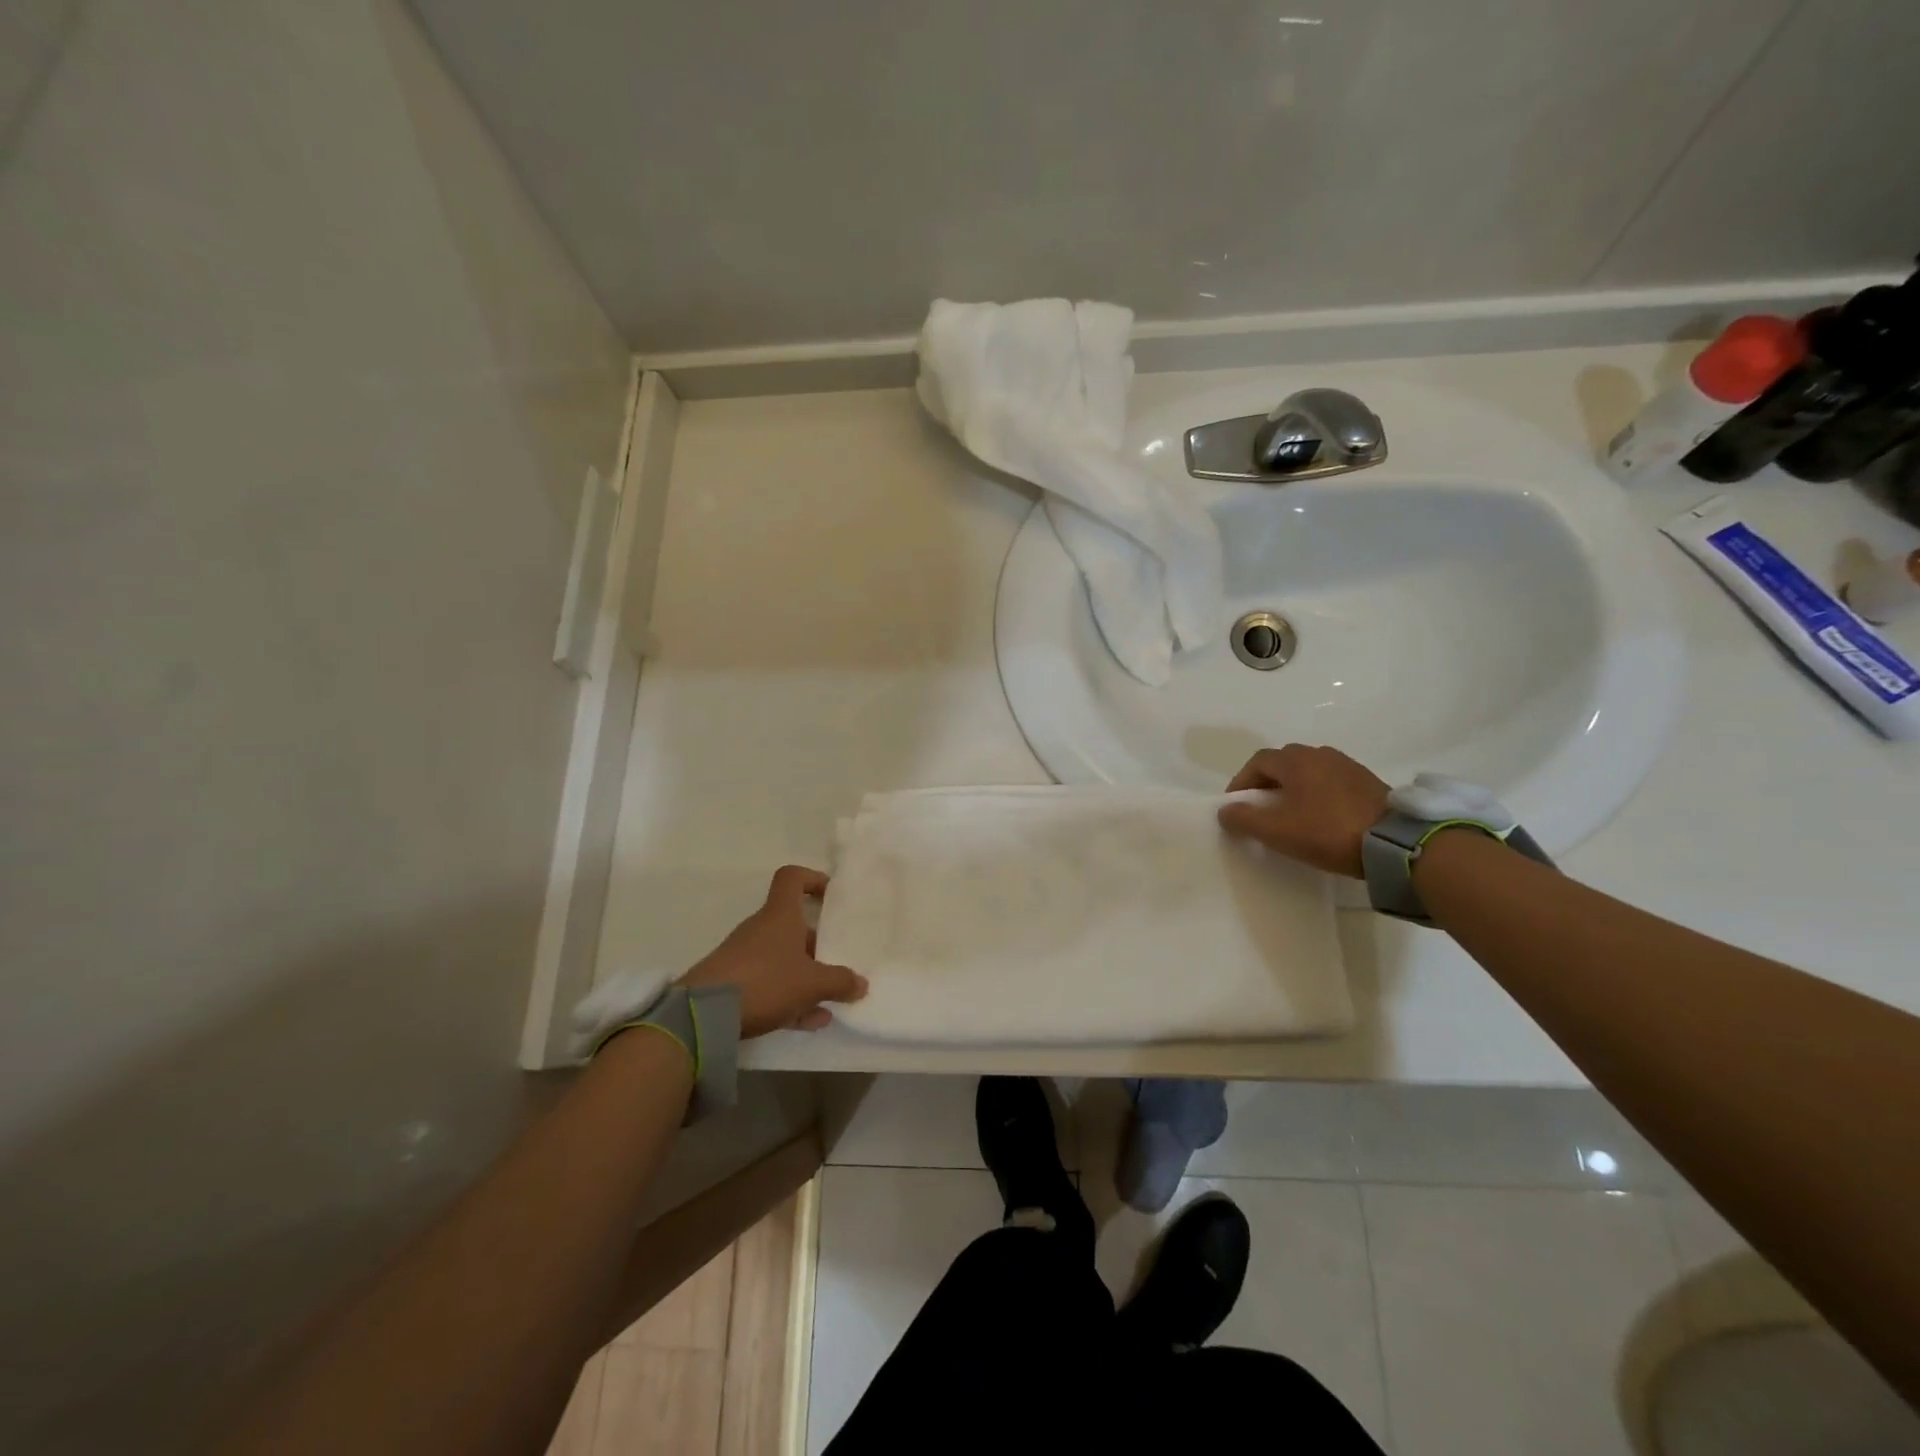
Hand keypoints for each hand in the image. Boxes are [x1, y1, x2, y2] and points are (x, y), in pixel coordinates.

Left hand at [678, 866, 867, 1037]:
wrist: (704, 1015)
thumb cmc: (766, 981)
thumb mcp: (812, 984)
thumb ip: (839, 982)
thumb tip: (861, 984)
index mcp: (780, 916)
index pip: (792, 878)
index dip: (812, 880)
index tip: (830, 896)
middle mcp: (761, 930)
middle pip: (793, 926)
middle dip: (817, 945)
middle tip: (838, 964)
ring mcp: (744, 957)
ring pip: (782, 960)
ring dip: (806, 977)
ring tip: (829, 1003)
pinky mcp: (733, 984)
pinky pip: (769, 985)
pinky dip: (789, 999)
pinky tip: (809, 1022)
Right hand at [1217, 744, 1389, 878]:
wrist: (1395, 843)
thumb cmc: (1327, 831)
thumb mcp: (1277, 831)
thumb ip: (1244, 819)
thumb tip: (1224, 810)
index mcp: (1296, 760)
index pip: (1257, 762)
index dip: (1241, 782)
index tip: (1236, 806)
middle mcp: (1320, 754)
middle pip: (1283, 763)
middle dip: (1267, 783)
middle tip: (1261, 809)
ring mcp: (1348, 766)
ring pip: (1309, 771)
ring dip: (1294, 788)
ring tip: (1291, 814)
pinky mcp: (1369, 782)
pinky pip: (1331, 782)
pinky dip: (1318, 794)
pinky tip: (1321, 816)